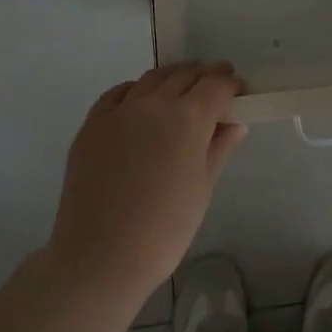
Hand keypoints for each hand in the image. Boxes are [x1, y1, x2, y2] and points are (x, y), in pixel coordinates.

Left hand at [48, 61, 245, 303]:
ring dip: (173, 77)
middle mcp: (154, 103)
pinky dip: (137, 90)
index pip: (216, 85)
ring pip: (152, 78)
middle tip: (216, 83)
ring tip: (182, 88)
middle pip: (185, 75)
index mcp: (188, 118)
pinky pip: (119, 93)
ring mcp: (119, 110)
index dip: (231, 84)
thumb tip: (235, 124)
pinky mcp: (92, 124)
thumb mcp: (202, 188)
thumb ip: (218, 148)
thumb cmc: (164, 229)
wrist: (101, 256)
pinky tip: (141, 102)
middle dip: (205, 75)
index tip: (239, 91)